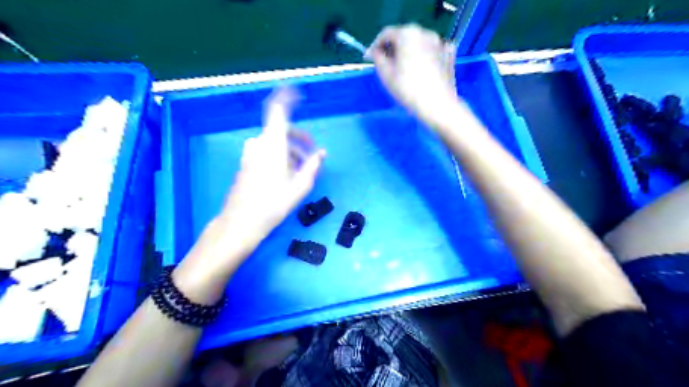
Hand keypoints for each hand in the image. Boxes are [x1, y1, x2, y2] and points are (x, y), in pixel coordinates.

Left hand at [217, 86, 324, 249]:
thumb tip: (322, 153)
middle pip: (280, 131)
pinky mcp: (246, 164)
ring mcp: (250, 154)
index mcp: (273, 144)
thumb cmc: (273, 204)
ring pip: (274, 143)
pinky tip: (287, 175)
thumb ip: (312, 166)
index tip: (296, 91)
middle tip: (314, 153)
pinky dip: (279, 157)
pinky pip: (266, 152)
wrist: (241, 222)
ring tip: (302, 170)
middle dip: (299, 139)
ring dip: (290, 151)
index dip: (285, 98)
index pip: (277, 111)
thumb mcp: (299, 186)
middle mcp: (259, 144)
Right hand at [366, 25, 455, 122]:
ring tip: (403, 69)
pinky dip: (425, 56)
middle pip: (404, 37)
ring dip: (408, 52)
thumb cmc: (408, 89)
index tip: (369, 58)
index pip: (386, 34)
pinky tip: (422, 68)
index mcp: (407, 34)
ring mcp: (440, 42)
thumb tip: (376, 52)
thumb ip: (377, 58)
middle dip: (393, 49)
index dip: (375, 45)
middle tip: (385, 64)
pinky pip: (432, 51)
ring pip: (418, 43)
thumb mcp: (385, 74)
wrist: (437, 105)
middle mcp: (425, 33)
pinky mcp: (449, 55)